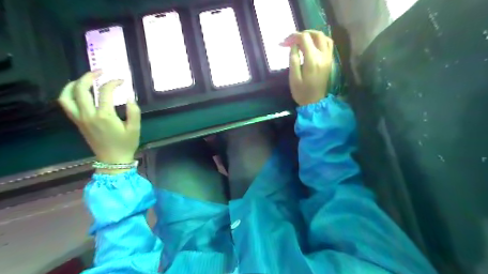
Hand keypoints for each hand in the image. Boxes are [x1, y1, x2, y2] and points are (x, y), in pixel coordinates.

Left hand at [58, 71, 140, 166]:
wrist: (113, 160)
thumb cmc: (126, 144)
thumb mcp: (135, 129)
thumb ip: (134, 112)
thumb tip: (129, 97)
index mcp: (105, 116)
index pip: (105, 92)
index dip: (113, 83)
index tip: (122, 81)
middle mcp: (89, 115)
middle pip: (81, 89)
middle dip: (89, 76)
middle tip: (100, 72)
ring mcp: (80, 119)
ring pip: (67, 96)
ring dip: (73, 84)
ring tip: (84, 79)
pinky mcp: (77, 122)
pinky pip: (66, 105)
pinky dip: (69, 94)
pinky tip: (78, 91)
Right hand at [281, 30, 332, 105]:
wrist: (315, 102)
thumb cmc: (301, 92)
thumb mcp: (293, 78)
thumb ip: (293, 59)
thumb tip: (294, 46)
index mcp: (312, 60)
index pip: (304, 39)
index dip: (293, 37)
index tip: (284, 42)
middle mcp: (323, 56)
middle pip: (316, 34)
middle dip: (303, 33)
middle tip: (293, 39)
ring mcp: (328, 58)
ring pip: (325, 37)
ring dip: (313, 35)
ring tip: (303, 40)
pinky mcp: (330, 61)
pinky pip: (329, 44)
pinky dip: (321, 40)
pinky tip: (313, 45)